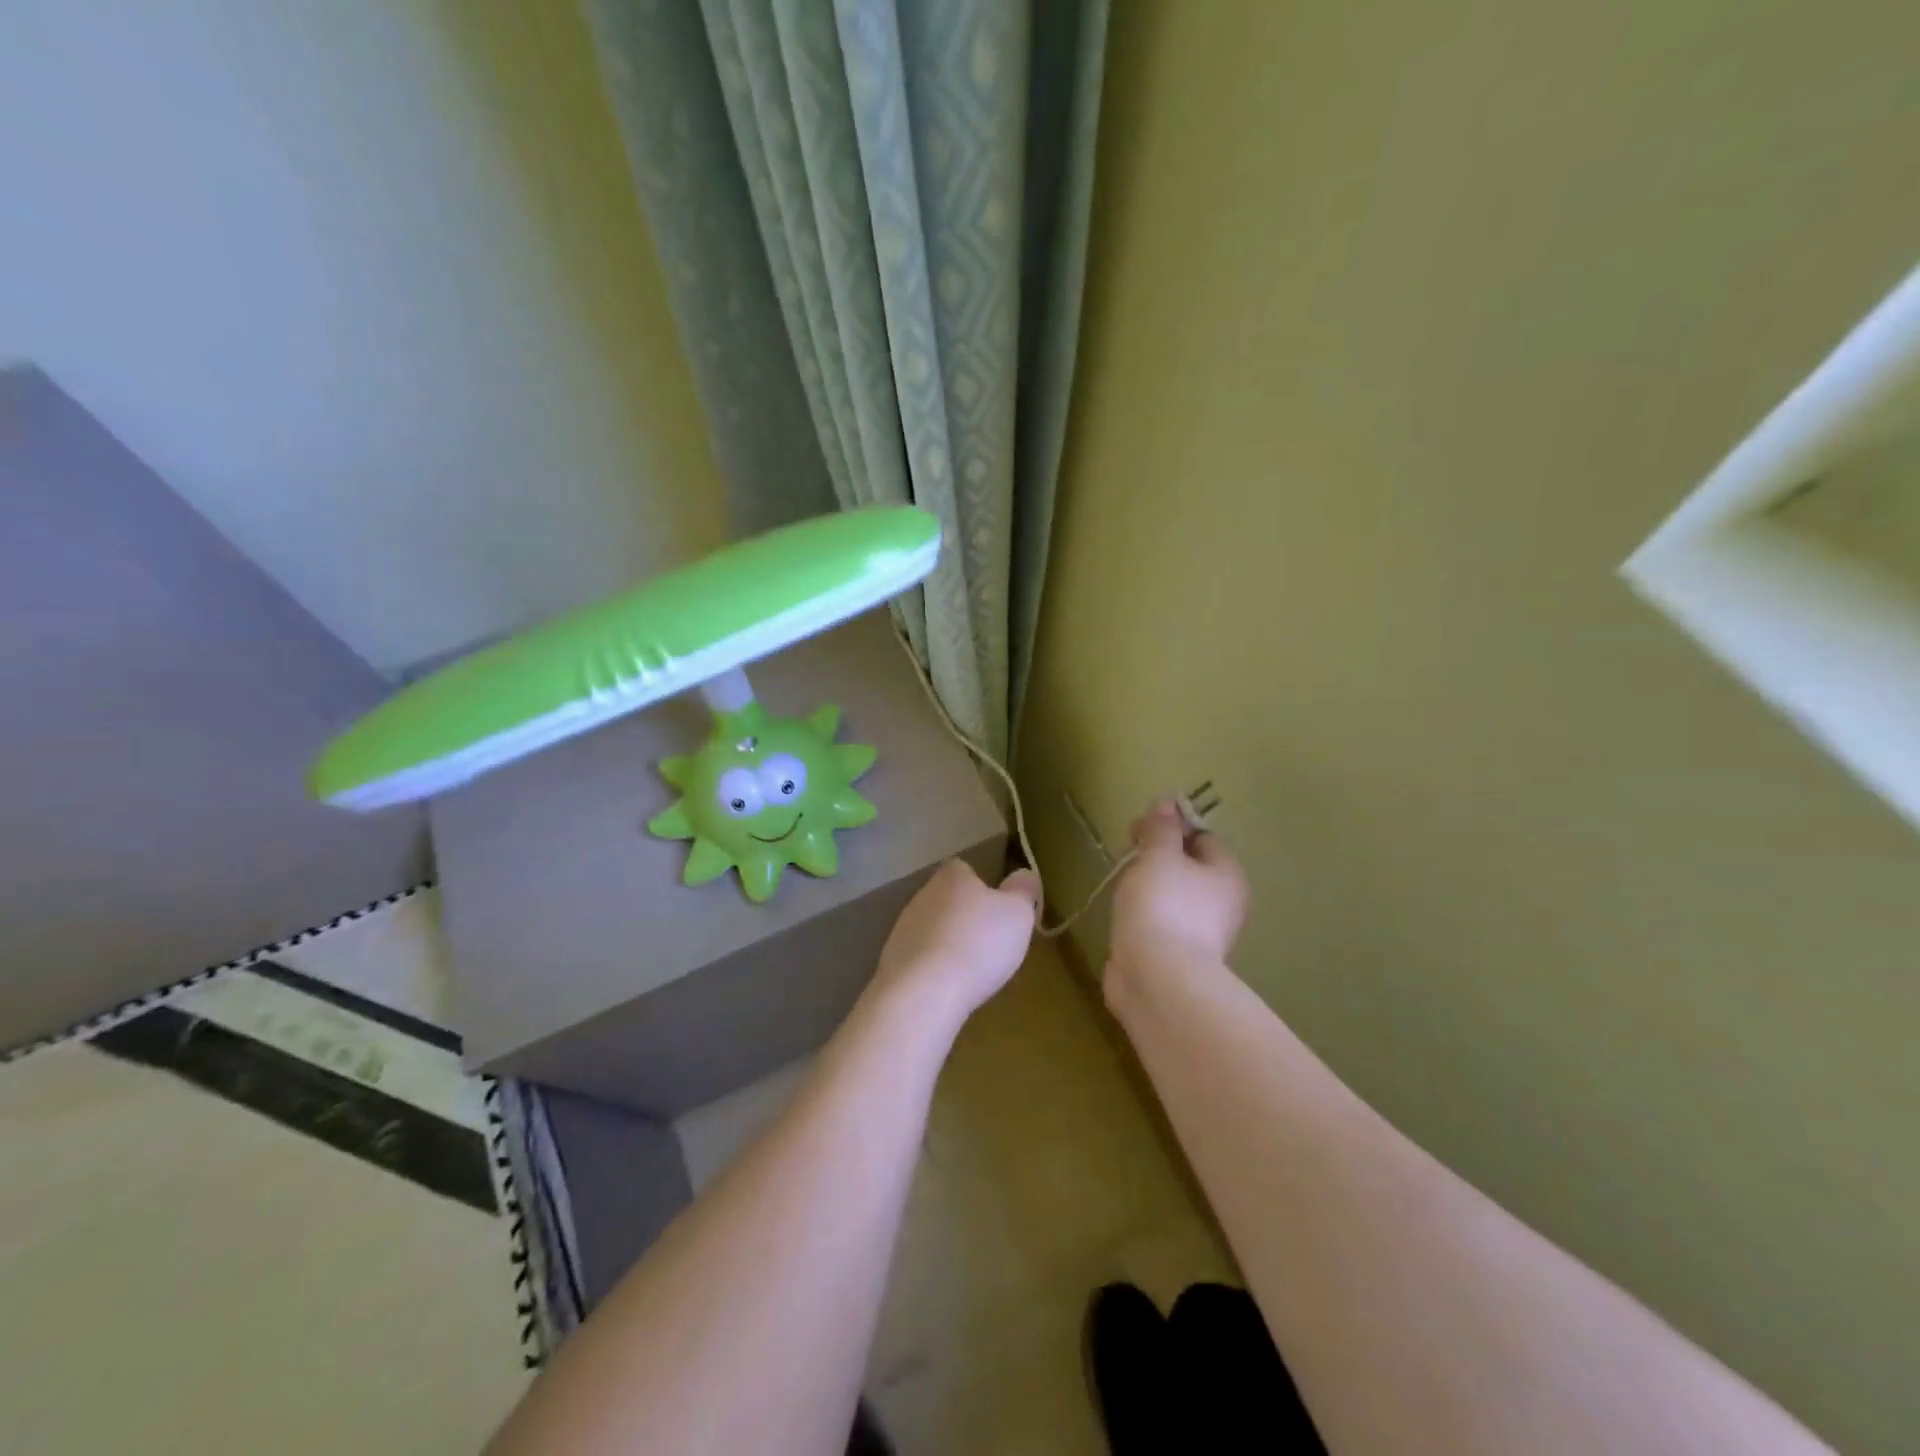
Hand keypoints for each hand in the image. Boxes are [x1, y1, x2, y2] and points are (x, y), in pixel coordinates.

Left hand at [871, 859, 1040, 1023]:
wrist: (924, 992)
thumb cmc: (978, 944)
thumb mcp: (1018, 913)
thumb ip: (1024, 889)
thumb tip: (1024, 875)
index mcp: (952, 876)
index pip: (965, 869)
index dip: (984, 887)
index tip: (999, 910)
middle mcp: (922, 895)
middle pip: (948, 899)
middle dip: (966, 917)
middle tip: (990, 942)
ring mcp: (903, 928)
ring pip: (932, 929)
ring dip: (948, 944)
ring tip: (971, 970)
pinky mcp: (892, 960)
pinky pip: (920, 958)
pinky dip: (934, 968)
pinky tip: (949, 987)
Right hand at [1109, 797, 1247, 979]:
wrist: (1157, 978)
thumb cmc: (1163, 905)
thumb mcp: (1158, 855)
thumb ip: (1161, 828)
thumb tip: (1167, 802)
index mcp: (1227, 874)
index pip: (1202, 837)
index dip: (1171, 827)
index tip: (1137, 830)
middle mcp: (1223, 903)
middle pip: (1188, 867)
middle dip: (1156, 859)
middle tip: (1126, 857)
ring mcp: (1202, 933)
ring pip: (1173, 896)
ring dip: (1147, 889)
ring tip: (1121, 889)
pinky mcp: (1178, 957)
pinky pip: (1160, 923)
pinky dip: (1143, 917)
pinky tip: (1123, 918)